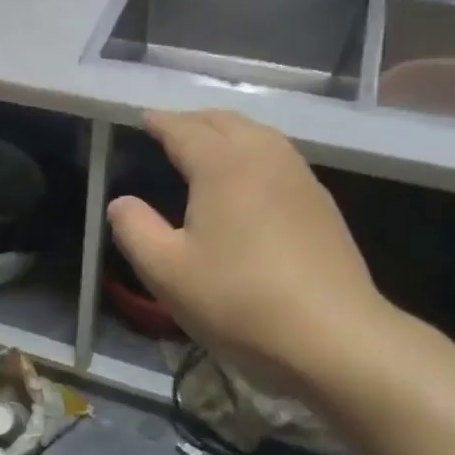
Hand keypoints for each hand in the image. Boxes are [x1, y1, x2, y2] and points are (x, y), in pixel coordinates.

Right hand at [106, 110, 396, 387]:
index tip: (142, 118)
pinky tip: (248, 179)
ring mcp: (300, 178)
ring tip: (206, 147)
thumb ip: (134, 229)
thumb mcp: (166, 271)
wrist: (333, 336)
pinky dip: (253, 151)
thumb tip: (121, 202)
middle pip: (226, 121)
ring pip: (259, 134)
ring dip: (227, 131)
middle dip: (193, 120)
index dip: (160, 122)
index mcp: (222, 165)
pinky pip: (279, 156)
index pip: (184, 129)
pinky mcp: (321, 203)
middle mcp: (264, 158)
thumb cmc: (238, 299)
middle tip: (169, 130)